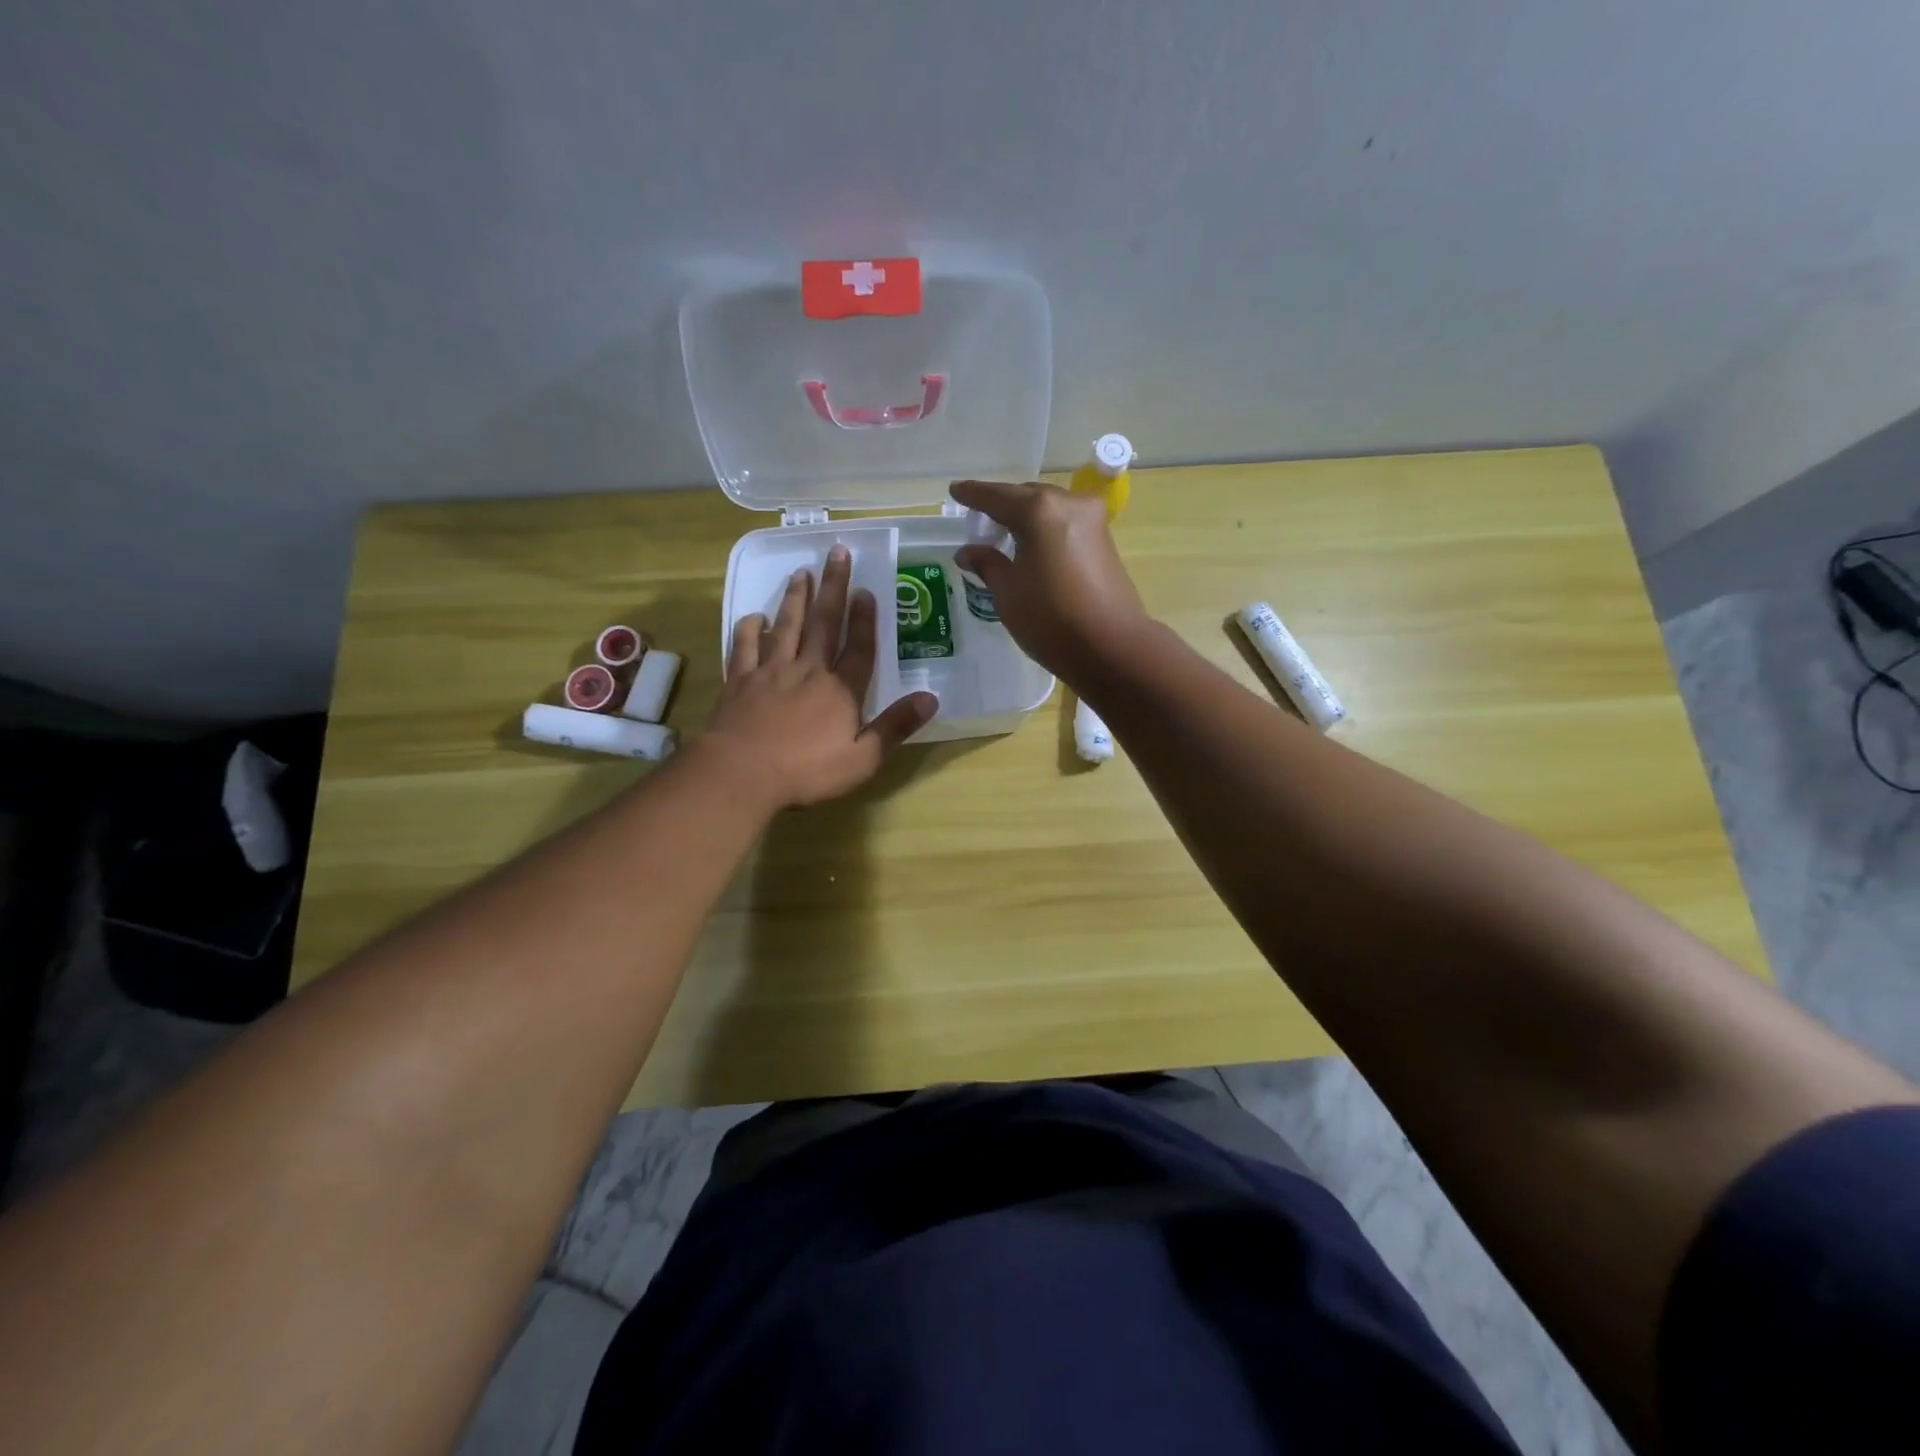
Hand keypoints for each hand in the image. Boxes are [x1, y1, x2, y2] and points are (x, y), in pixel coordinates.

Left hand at [704, 545, 937, 809]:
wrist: (741, 773)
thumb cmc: (806, 771)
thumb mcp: (863, 758)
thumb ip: (895, 726)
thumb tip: (931, 698)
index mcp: (840, 690)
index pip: (859, 648)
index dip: (865, 619)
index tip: (866, 590)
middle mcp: (808, 671)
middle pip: (824, 623)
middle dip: (832, 587)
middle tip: (836, 552)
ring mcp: (770, 672)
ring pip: (785, 627)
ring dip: (795, 599)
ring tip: (801, 572)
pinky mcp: (739, 681)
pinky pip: (744, 647)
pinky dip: (749, 629)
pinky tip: (754, 617)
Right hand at [951, 480, 1152, 679]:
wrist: (1111, 647)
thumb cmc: (1051, 620)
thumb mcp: (1008, 593)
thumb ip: (986, 564)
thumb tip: (968, 551)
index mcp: (1038, 511)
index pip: (996, 496)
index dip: (972, 495)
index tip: (955, 491)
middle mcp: (1067, 503)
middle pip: (1025, 496)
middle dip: (1001, 505)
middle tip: (978, 519)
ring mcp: (1091, 519)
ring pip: (1048, 508)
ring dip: (1024, 517)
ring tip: (1002, 534)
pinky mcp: (1104, 539)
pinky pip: (1064, 523)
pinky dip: (1044, 528)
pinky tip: (1030, 545)